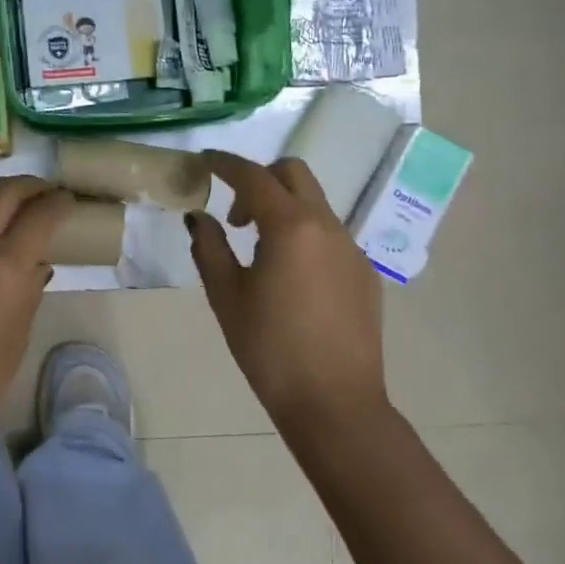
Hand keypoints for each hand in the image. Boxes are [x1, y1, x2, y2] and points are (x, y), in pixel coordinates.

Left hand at [0, 176, 73, 451]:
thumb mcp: (19, 336)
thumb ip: (30, 290)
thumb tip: (36, 262)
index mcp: (7, 268)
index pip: (41, 216)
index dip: (59, 203)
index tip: (68, 201)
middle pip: (5, 193)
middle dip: (30, 186)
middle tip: (43, 192)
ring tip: (5, 192)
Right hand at [187, 151, 388, 430]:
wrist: (334, 402)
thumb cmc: (269, 348)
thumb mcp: (226, 296)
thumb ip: (210, 247)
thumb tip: (199, 217)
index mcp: (291, 226)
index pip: (254, 176)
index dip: (225, 163)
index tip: (205, 161)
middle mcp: (327, 225)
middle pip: (294, 174)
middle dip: (260, 179)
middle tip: (237, 217)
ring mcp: (352, 248)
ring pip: (315, 204)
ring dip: (284, 209)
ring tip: (261, 254)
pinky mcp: (365, 273)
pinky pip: (330, 235)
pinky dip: (305, 235)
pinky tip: (292, 280)